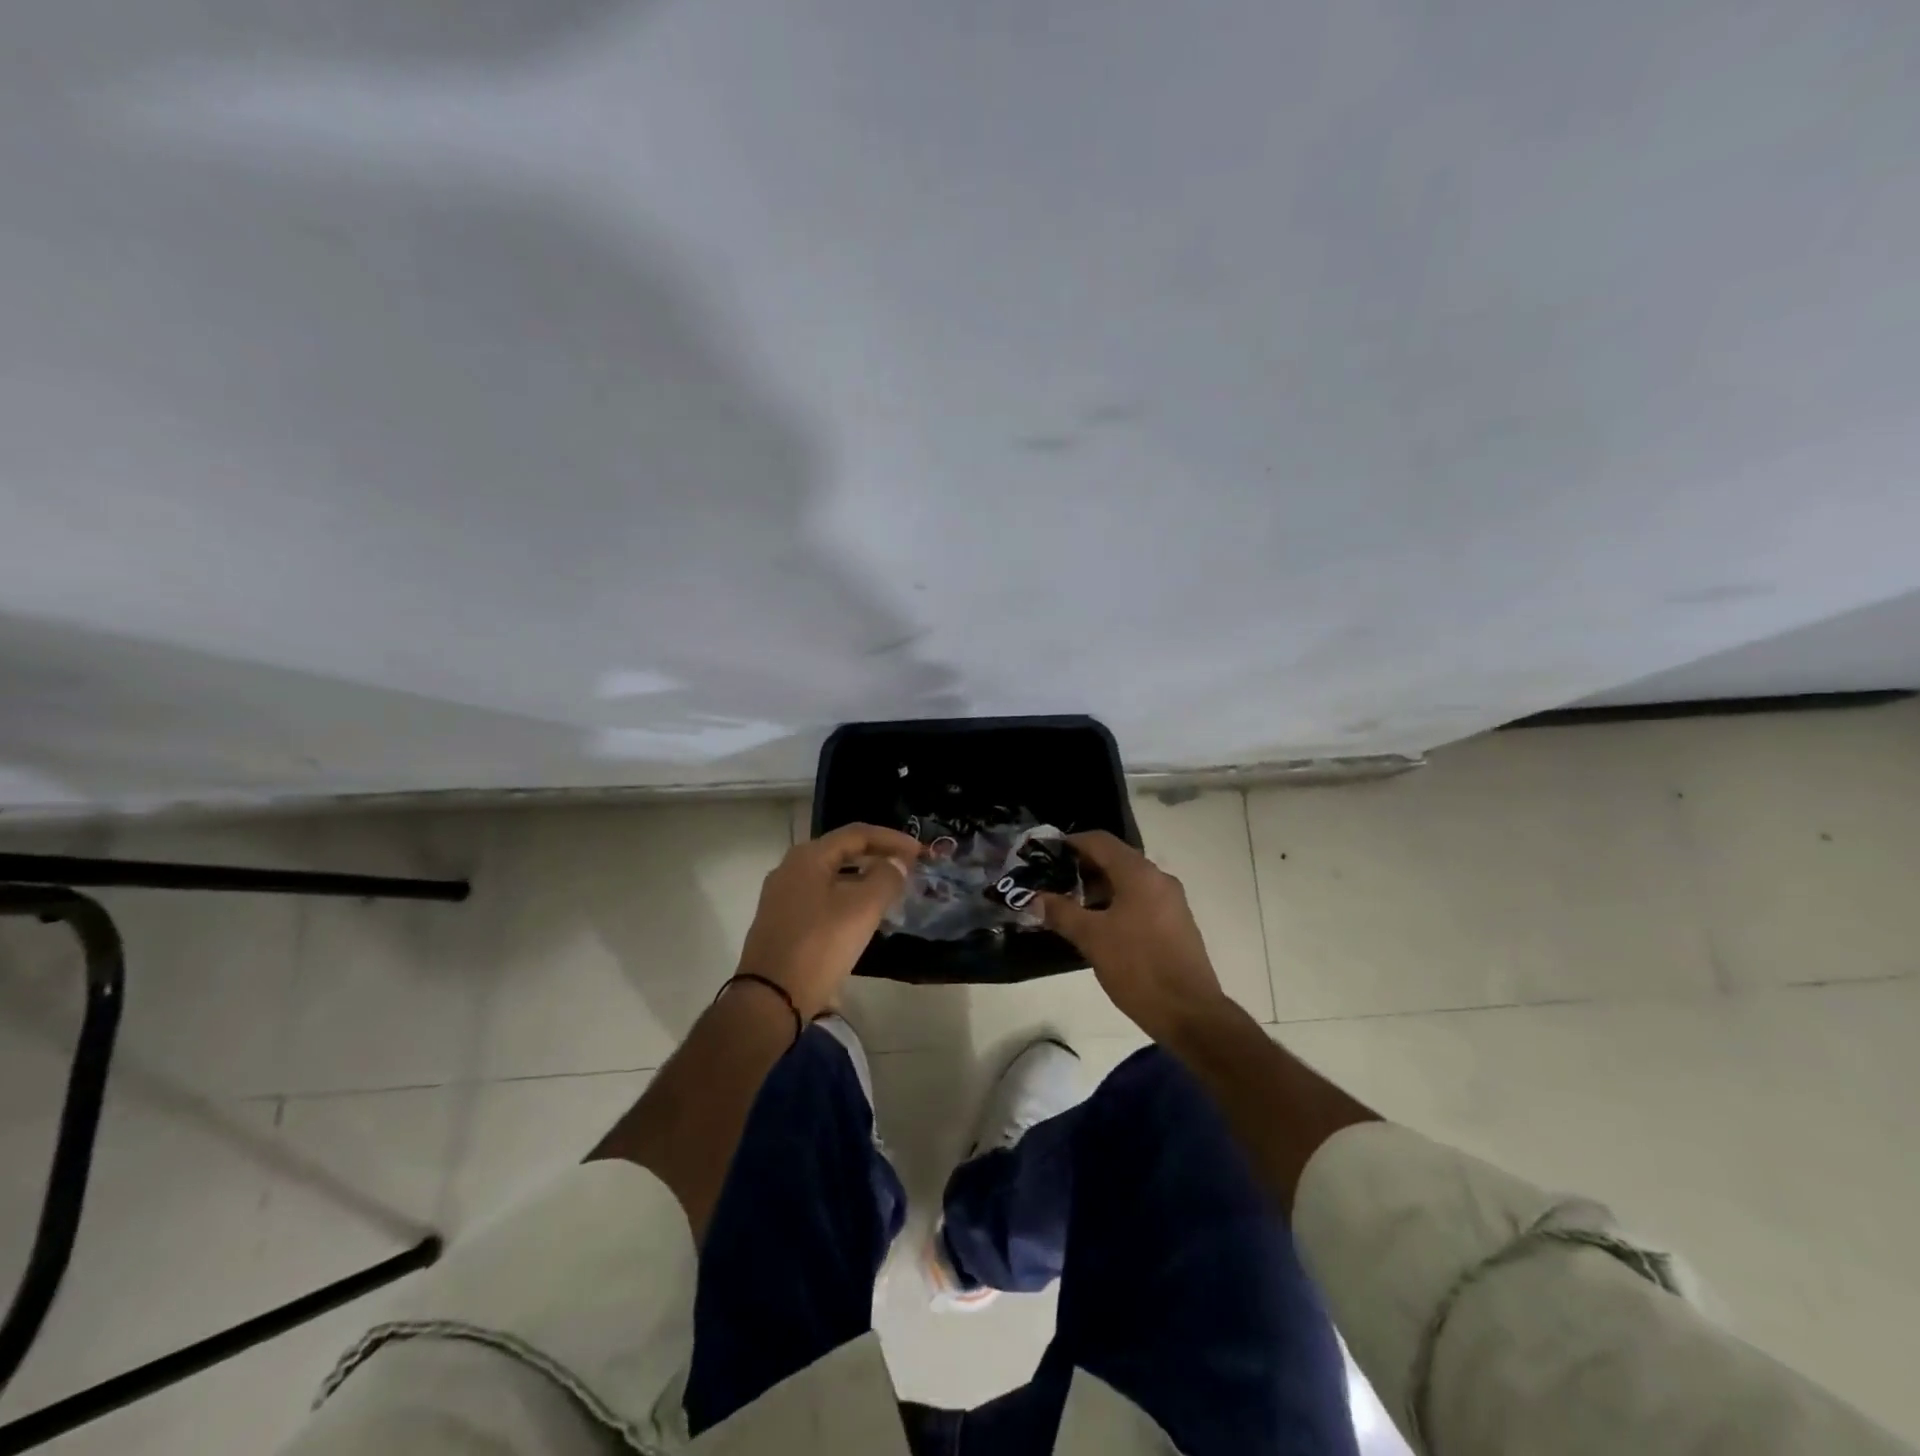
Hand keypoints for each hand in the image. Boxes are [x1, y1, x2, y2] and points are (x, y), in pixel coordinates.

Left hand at [736, 823, 923, 1018]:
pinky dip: (847, 898)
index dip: (892, 839)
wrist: (770, 999)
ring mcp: (782, 897)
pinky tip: (863, 917)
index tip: (920, 852)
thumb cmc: (819, 945)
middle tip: (907, 869)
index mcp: (808, 857)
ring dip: (863, 879)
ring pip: (832, 877)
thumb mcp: (862, 909)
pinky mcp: (781, 922)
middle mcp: (790, 869)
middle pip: (843, 852)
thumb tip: (896, 864)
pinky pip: (821, 898)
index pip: (857, 834)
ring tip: (891, 892)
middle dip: (878, 857)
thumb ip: (886, 878)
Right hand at [1039, 830, 1229, 1042]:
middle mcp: (1159, 879)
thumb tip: (1036, 899)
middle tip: (1053, 882)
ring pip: (1128, 882)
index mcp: (1139, 874)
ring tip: (1070, 906)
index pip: (1100, 841)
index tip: (1046, 854)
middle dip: (1082, 868)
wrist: (1190, 1013)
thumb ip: (1061, 913)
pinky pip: (1140, 900)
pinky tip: (1098, 926)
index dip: (1071, 843)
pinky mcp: (1176, 924)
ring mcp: (1171, 902)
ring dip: (1098, 888)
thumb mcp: (1091, 939)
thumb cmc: (1138, 967)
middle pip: (1115, 859)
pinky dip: (1116, 903)